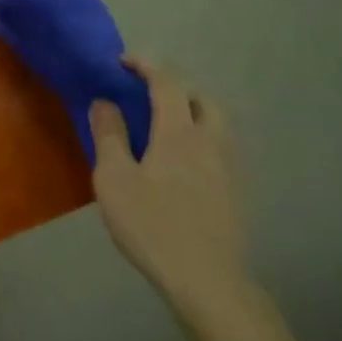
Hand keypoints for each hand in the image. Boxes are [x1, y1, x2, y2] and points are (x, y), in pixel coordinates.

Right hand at [90, 60, 248, 320]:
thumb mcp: (114, 178)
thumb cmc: (152, 224)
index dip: (146, 64)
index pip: (167, 82)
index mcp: (179, 131)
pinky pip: (220, 146)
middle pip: (200, 98)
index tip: (122, 61)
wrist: (207, 279)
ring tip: (163, 126)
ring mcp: (229, 166)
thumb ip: (109, 135)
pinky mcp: (236, 190)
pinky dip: (200, 137)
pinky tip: (181, 162)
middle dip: (173, 87)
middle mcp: (210, 140)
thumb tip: (105, 102)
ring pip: (215, 122)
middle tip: (145, 94)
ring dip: (190, 112)